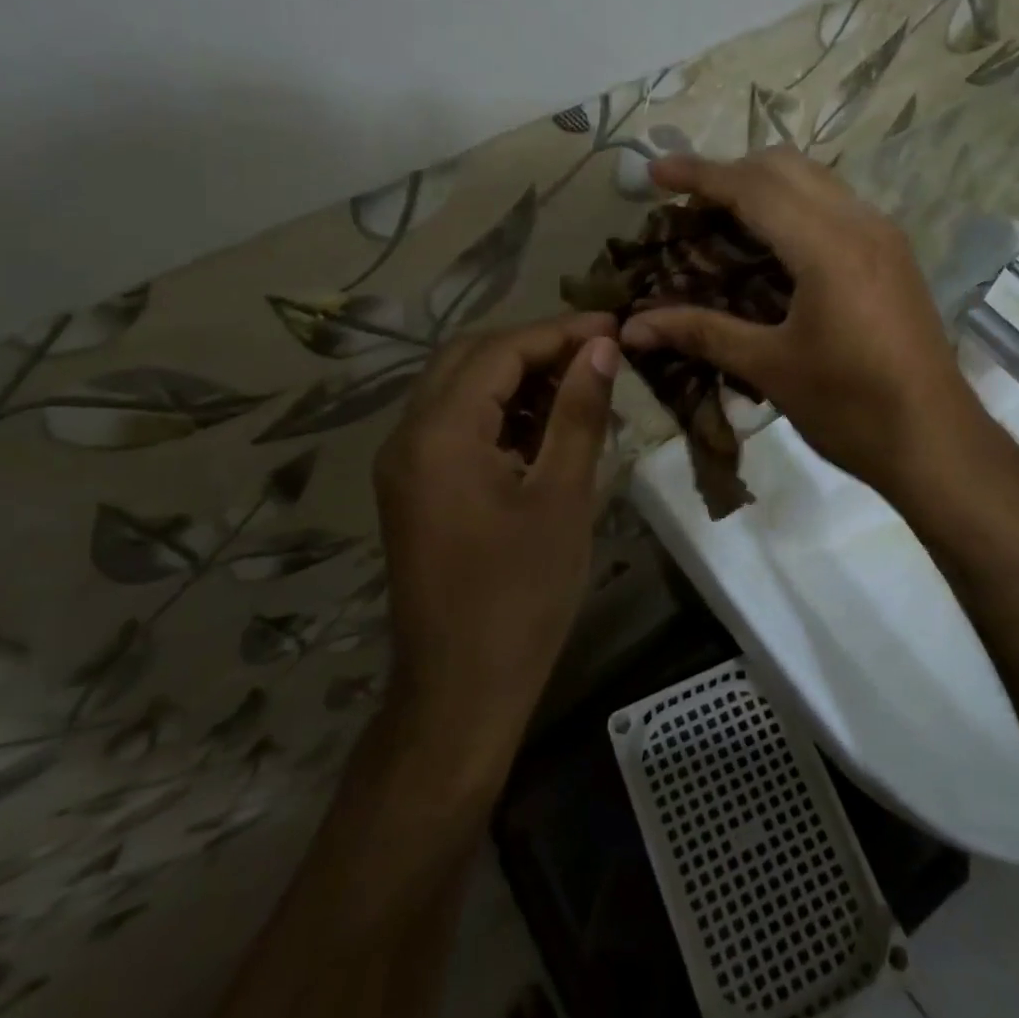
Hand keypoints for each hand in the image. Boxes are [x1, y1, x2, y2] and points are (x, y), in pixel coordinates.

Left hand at [374, 314, 619, 778]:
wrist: (461, 690)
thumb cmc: (521, 595)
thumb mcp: (563, 496)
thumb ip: (579, 412)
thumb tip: (602, 347)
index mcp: (439, 434)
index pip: (499, 351)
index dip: (559, 331)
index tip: (613, 326)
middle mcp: (408, 436)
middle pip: (470, 358)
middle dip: (535, 345)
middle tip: (597, 352)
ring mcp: (404, 464)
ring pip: (460, 388)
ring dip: (516, 376)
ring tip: (579, 383)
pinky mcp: (414, 488)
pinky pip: (455, 424)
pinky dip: (500, 411)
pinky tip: (545, 425)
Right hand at [618, 150, 981, 498]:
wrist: (936, 442)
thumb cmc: (851, 408)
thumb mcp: (770, 368)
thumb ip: (700, 333)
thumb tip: (631, 329)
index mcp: (828, 246)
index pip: (753, 187)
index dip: (699, 174)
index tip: (653, 172)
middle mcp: (861, 224)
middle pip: (786, 167)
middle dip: (731, 172)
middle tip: (688, 205)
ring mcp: (884, 236)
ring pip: (816, 181)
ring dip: (765, 187)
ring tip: (723, 221)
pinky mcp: (894, 256)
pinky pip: (836, 206)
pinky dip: (795, 208)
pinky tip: (773, 248)